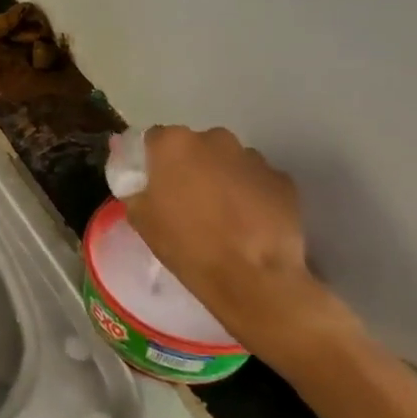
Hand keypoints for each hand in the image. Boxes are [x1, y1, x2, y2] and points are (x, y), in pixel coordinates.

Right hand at [119, 126, 354, 368]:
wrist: (252, 278)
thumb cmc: (185, 244)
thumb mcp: (140, 217)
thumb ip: (133, 185)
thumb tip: (135, 172)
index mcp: (173, 143)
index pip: (155, 139)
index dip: (153, 161)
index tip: (155, 184)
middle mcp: (214, 139)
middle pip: (195, 146)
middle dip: (191, 166)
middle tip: (187, 200)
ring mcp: (253, 157)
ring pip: (229, 161)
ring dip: (222, 178)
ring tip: (223, 215)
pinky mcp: (283, 179)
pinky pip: (257, 180)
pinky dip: (251, 194)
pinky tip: (249, 223)